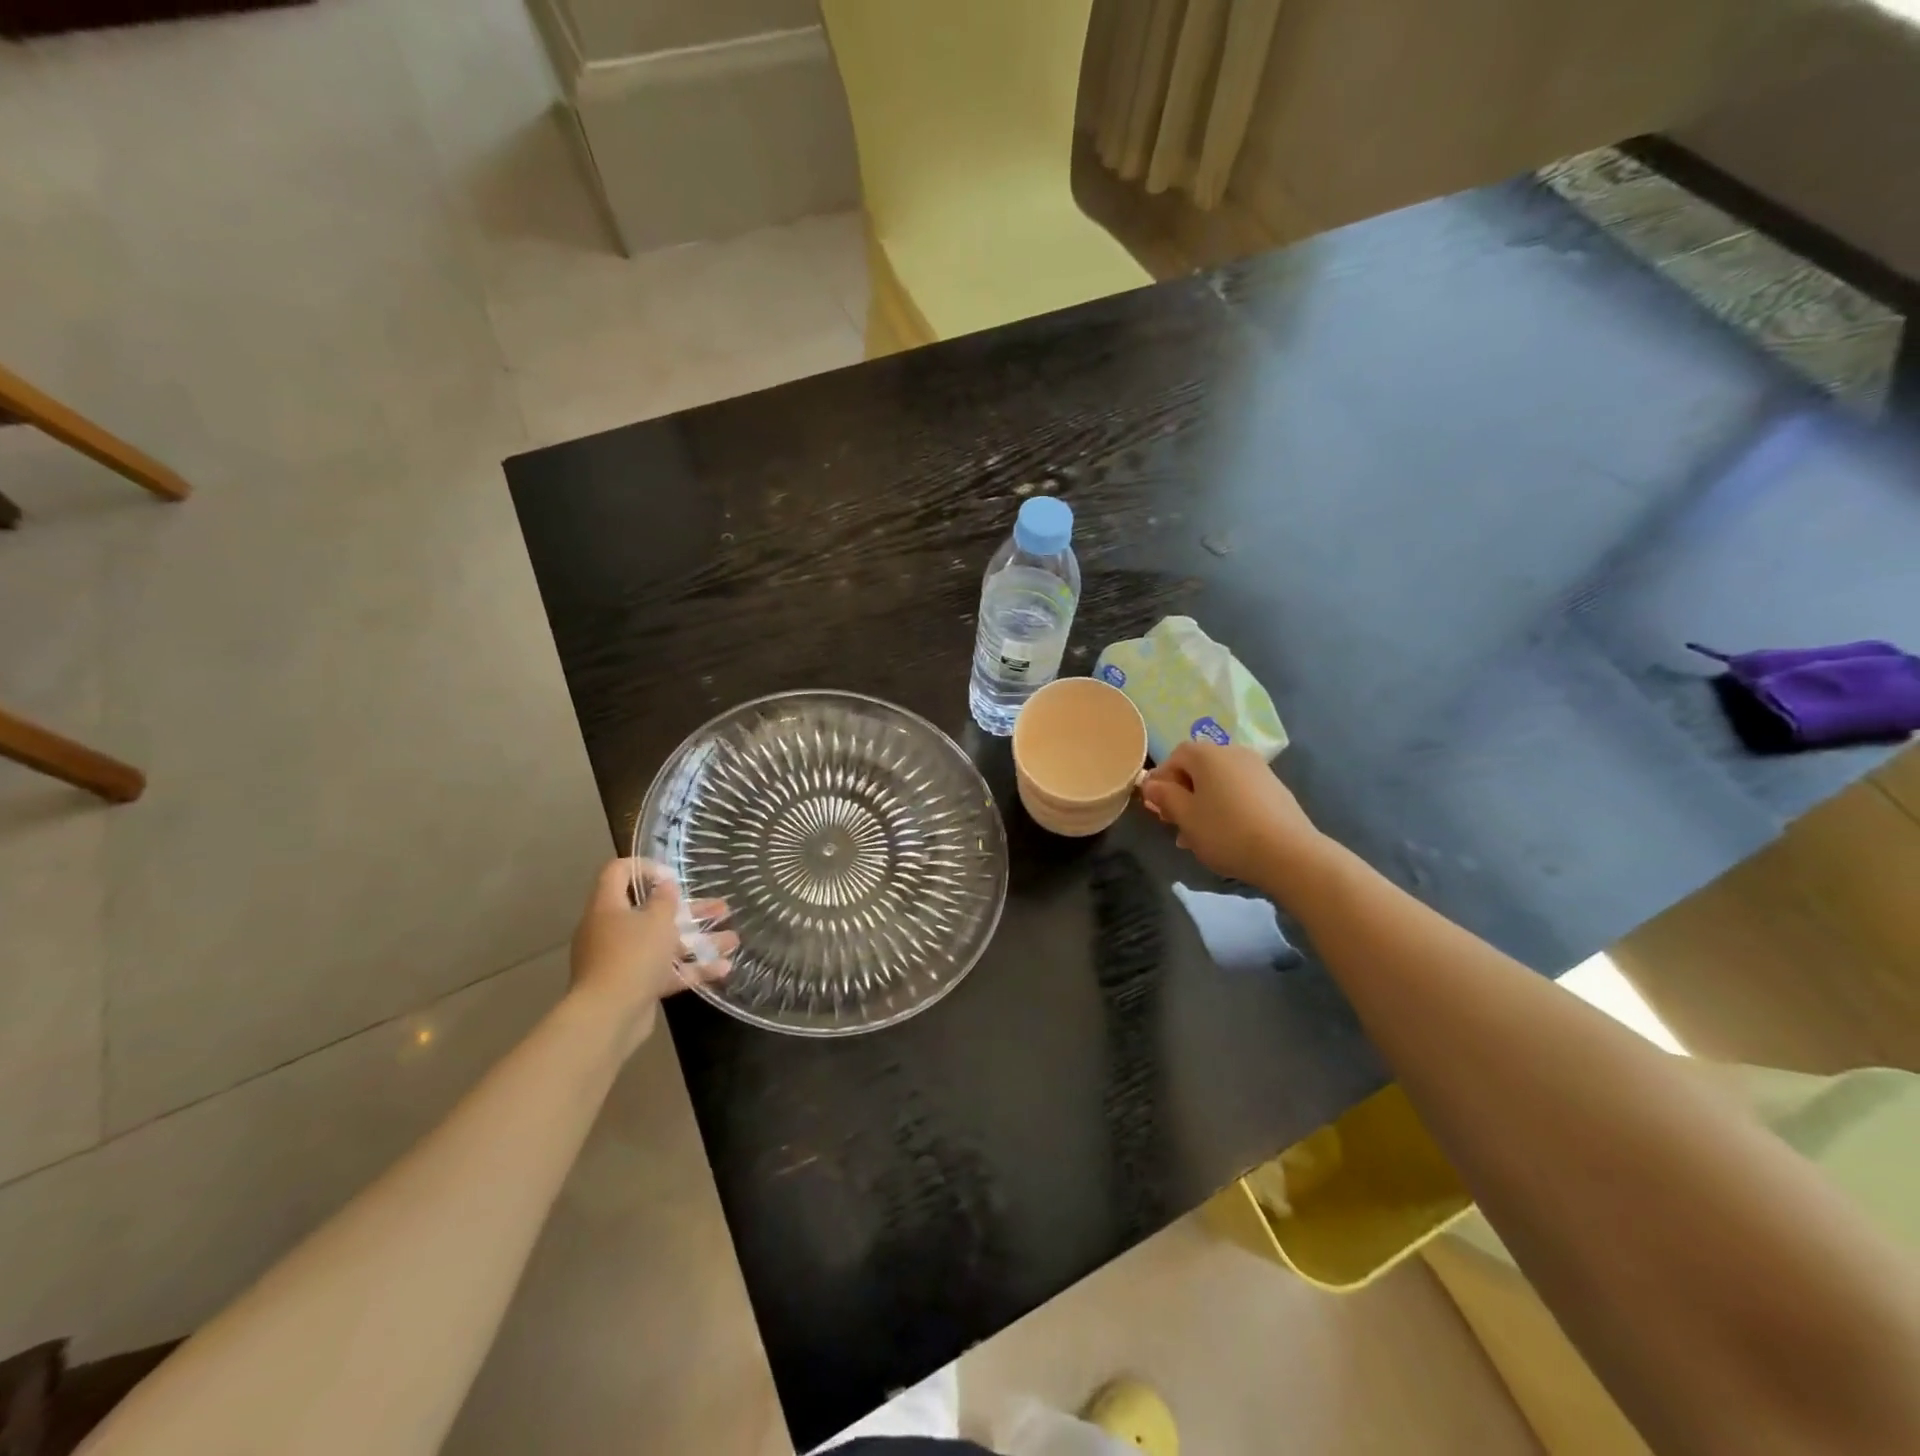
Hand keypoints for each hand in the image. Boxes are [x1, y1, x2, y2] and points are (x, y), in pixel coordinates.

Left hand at [568, 859, 735, 1050]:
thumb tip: (665, 885)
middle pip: (652, 912)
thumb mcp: (656, 920)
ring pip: (665, 943)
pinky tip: (724, 968)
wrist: (609, 1016)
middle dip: (690, 910)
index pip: (617, 872)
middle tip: (720, 907)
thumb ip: (664, 900)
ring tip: (733, 939)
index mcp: (608, 907)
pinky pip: (666, 971)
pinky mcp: (636, 986)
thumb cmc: (632, 955)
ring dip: (699, 940)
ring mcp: (623, 961)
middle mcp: (612, 931)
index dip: (644, 867)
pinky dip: (692, 969)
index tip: (672, 874)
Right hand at [1140, 741, 1325, 888]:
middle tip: (1176, 824)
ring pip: (1219, 782)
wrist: (1289, 854)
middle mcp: (1233, 753)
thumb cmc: (1226, 832)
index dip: (1161, 780)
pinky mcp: (1275, 789)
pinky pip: (1239, 791)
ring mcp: (1258, 770)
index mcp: (1208, 755)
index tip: (1157, 807)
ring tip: (1198, 836)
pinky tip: (1226, 835)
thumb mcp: (1185, 817)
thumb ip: (1164, 796)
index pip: (1175, 756)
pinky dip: (1226, 807)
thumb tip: (1151, 784)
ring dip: (1203, 803)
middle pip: (1198, 768)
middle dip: (1183, 794)